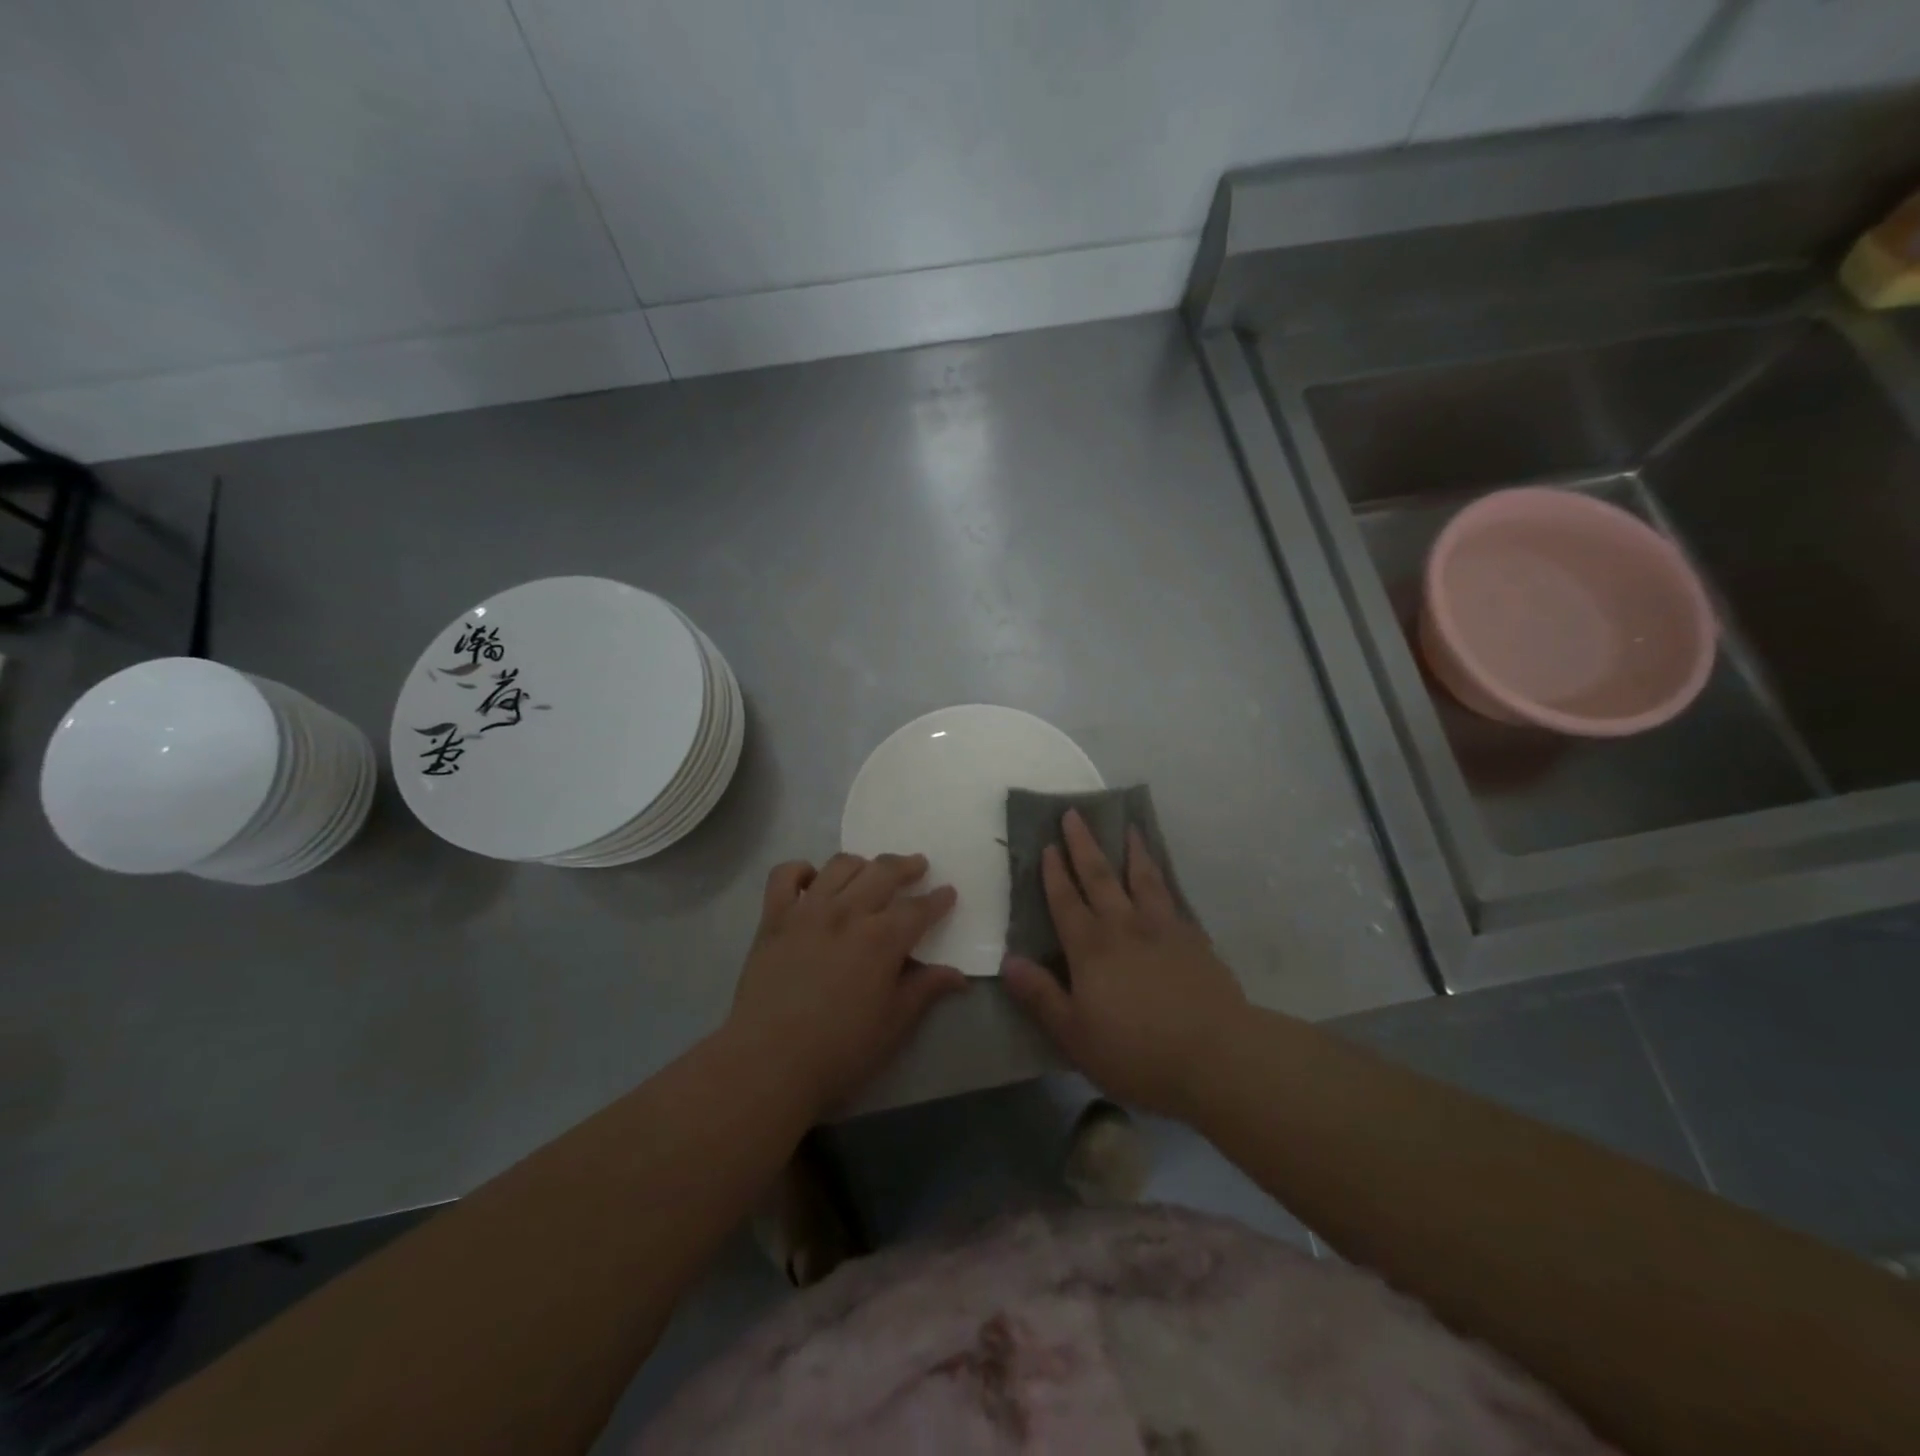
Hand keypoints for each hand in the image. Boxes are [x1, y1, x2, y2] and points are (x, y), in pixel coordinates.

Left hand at [727, 852, 966, 1116]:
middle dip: (906, 866)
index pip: (918, 909)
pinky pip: (785, 875)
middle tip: (917, 866)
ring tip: (870, 871)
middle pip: (883, 872)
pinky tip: (813, 880)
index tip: (948, 892)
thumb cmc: (840, 1050)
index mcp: (882, 939)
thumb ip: (925, 990)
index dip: (938, 899)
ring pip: (840, 866)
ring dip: (862, 863)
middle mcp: (847, 912)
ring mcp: (807, 910)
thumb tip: (958, 975)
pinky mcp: (774, 918)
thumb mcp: (894, 1025)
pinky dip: (802, 870)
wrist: (768, 1062)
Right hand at [1001, 811, 1245, 1117]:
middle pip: (1100, 877)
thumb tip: (1008, 961)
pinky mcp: (1194, 940)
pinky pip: (1172, 898)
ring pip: (1142, 878)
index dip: (1054, 873)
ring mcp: (1163, 929)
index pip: (1066, 901)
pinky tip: (1163, 877)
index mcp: (1091, 948)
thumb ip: (1041, 996)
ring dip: (1131, 850)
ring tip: (1128, 826)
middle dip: (1084, 845)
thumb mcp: (1075, 1034)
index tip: (1047, 844)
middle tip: (1074, 813)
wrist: (1217, 1057)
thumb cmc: (1136, 1052)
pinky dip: (1163, 880)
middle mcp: (1124, 927)